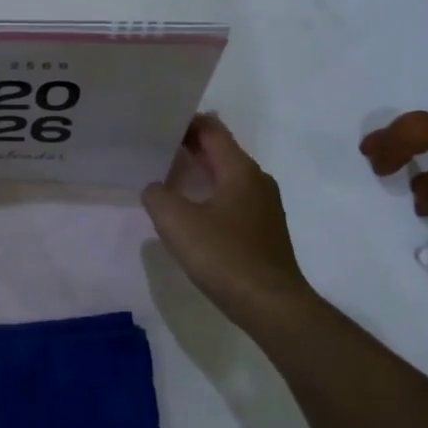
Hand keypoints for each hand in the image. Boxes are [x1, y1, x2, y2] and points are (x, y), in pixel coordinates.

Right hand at [141, 114, 320, 337]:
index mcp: (240, 170)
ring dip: (199, 172)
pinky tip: (191, 213)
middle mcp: (256, 180)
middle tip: (155, 146)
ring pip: (227, 176)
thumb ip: (158, 196)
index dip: (186, 122)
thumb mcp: (177, 222)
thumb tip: (155, 188)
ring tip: (167, 177)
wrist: (272, 306)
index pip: (212, 130)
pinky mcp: (263, 231)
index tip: (157, 122)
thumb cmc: (224, 256)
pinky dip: (210, 194)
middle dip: (190, 146)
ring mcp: (264, 206)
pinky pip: (232, 199)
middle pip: (221, 151)